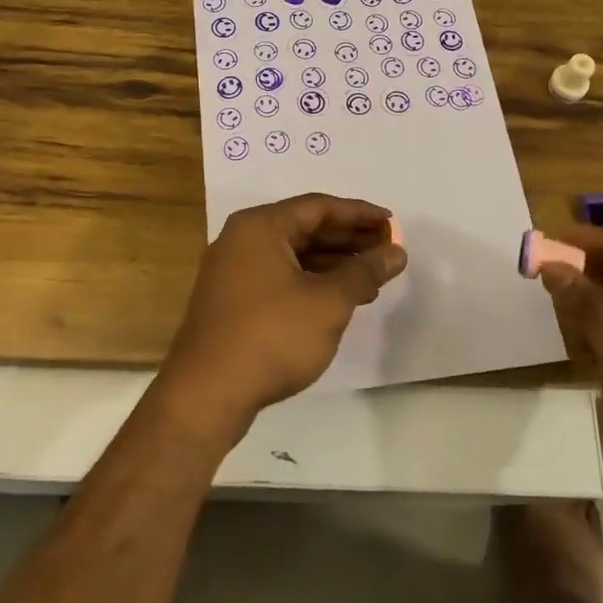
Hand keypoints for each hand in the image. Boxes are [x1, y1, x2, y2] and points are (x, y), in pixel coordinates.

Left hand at [154, 193, 406, 444]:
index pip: (318, 207)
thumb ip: (364, 271)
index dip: (359, 214)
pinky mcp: (232, 301)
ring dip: (333, 264)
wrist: (206, 395)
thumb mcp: (328, 302)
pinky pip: (280, 277)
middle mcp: (242, 240)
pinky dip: (312, 283)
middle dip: (349, 239)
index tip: (392, 225)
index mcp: (260, 227)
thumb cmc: (272, 336)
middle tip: (387, 250)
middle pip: (305, 228)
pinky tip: (339, 300)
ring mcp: (233, 272)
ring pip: (293, 256)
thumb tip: (396, 252)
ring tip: (373, 280)